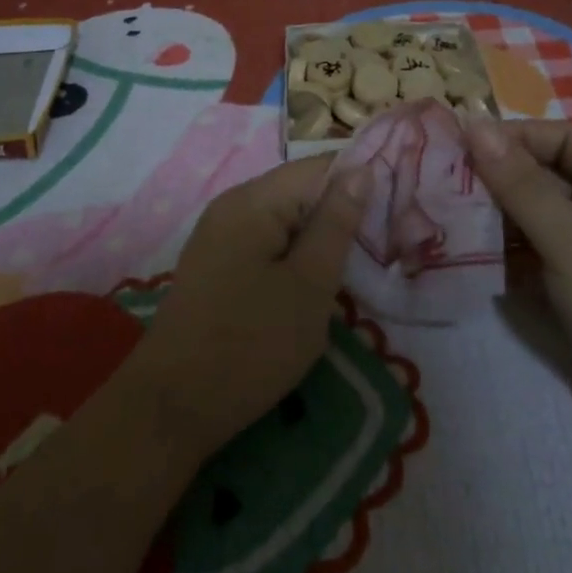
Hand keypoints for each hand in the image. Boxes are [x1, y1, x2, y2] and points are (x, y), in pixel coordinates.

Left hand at [125, 155, 368, 462]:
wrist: (173, 406)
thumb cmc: (250, 345)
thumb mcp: (309, 285)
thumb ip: (336, 224)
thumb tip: (362, 169)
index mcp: (253, 200)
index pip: (318, 167)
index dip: (360, 181)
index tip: (398, 208)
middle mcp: (231, 205)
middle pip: (299, 191)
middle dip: (341, 213)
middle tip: (384, 245)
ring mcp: (219, 235)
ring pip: (284, 220)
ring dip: (319, 238)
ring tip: (356, 266)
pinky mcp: (216, 264)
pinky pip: (266, 242)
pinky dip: (294, 255)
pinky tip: (314, 282)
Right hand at [462, 115, 571, 450]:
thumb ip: (522, 186)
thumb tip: (476, 127)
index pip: (560, 140)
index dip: (512, 138)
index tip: (458, 146)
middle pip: (541, 176)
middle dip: (494, 179)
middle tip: (441, 183)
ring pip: (530, 216)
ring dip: (492, 216)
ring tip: (443, 215)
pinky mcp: (571, 283)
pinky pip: (529, 252)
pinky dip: (500, 250)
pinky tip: (463, 251)